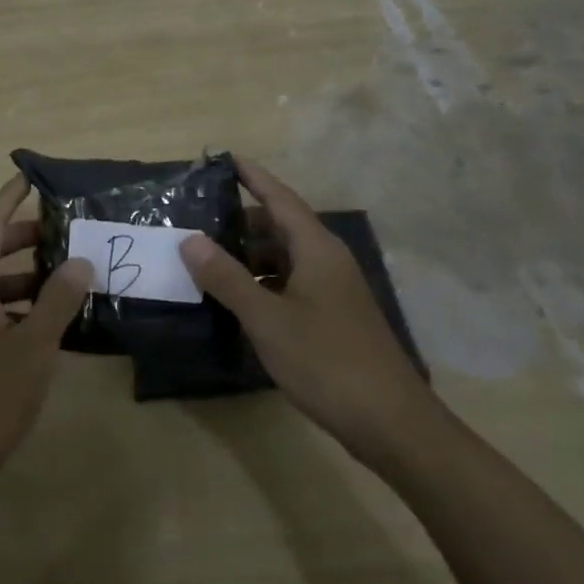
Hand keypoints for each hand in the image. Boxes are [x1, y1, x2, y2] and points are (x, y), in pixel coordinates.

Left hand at [0, 174, 90, 491]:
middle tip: (65, 233)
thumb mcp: (34, 345)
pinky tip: (54, 327)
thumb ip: (58, 300)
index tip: (30, 178)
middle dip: (25, 239)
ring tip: (69, 279)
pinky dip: (22, 310)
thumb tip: (79, 262)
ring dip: (28, 278)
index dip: (8, 198)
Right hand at [179, 158, 439, 468]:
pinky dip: (263, 283)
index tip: (224, 158)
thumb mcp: (267, 319)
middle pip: (280, 226)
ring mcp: (334, 291)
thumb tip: (190, 240)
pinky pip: (291, 284)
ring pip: (285, 258)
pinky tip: (238, 300)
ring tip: (208, 260)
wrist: (393, 426)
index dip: (252, 176)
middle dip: (241, 221)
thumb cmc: (328, 362)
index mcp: (316, 249)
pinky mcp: (334, 318)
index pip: (279, 197)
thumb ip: (227, 278)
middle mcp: (328, 261)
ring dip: (250, 256)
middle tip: (199, 220)